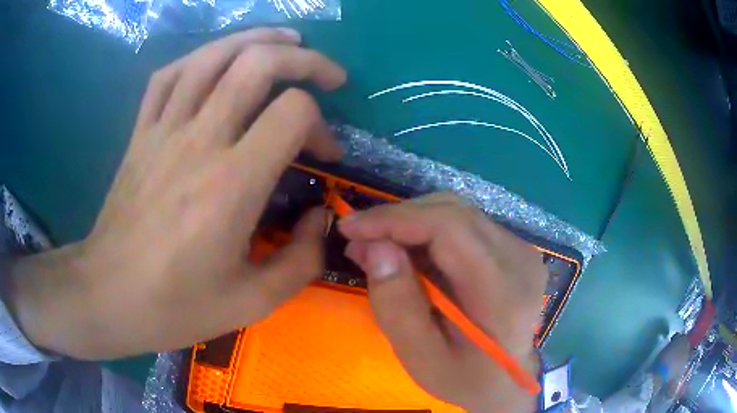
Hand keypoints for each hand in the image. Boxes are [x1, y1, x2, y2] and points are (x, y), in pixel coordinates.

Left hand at [7, 28, 345, 358]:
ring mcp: (162, 130)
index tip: (325, 154)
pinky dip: (200, 57)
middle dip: (304, 59)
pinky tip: (219, 60)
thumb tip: (321, 218)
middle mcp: (198, 142)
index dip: (322, 125)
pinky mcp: (140, 133)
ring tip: (286, 41)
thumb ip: (301, 261)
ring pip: (213, 55)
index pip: (292, 114)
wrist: (107, 295)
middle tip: (327, 74)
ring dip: (257, 39)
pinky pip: (169, 75)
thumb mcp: (251, 303)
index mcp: (231, 186)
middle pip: (257, 63)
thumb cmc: (174, 306)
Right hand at [339, 193, 545, 411]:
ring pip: (457, 212)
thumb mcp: (421, 359)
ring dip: (411, 223)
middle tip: (359, 239)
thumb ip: (398, 307)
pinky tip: (408, 253)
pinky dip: (428, 231)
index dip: (396, 219)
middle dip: (398, 218)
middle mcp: (520, 259)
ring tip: (377, 246)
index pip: (451, 227)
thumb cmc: (463, 377)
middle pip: (453, 211)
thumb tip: (376, 246)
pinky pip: (465, 224)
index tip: (351, 228)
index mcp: (503, 293)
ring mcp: (522, 250)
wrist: (504, 380)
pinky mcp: (514, 249)